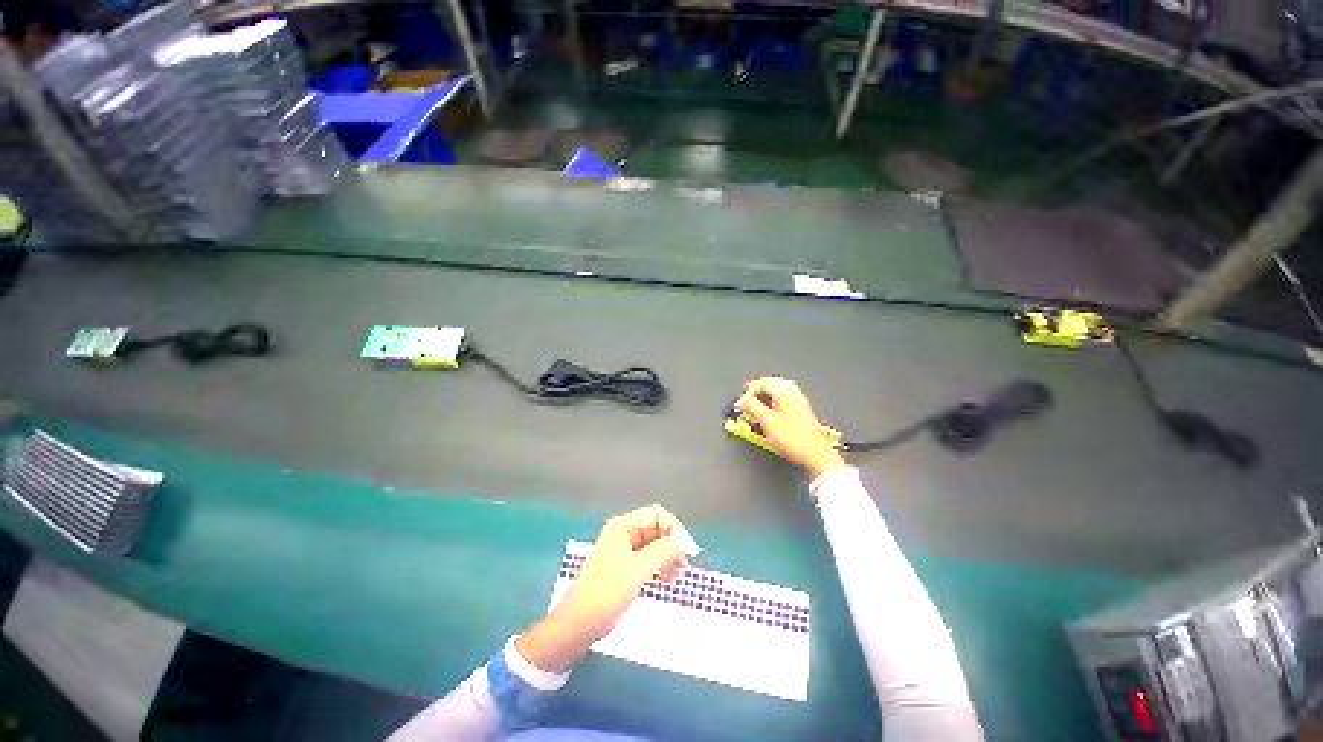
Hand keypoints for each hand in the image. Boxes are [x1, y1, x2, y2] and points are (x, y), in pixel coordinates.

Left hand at [515, 505, 696, 673]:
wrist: (580, 622)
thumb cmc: (607, 591)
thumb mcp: (638, 568)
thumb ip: (664, 551)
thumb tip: (686, 541)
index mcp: (624, 526)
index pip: (657, 515)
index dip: (674, 528)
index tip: (686, 550)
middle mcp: (625, 533)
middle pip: (657, 528)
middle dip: (672, 543)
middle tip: (684, 565)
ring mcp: (625, 551)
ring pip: (655, 544)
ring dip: (668, 556)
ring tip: (677, 575)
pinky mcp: (626, 568)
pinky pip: (649, 558)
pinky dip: (660, 565)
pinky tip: (667, 579)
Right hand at [738, 377, 847, 480]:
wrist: (817, 454)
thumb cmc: (793, 438)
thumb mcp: (767, 421)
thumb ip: (753, 407)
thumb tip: (743, 400)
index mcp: (784, 392)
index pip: (762, 383)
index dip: (748, 393)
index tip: (741, 404)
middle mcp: (793, 393)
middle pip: (772, 382)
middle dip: (757, 388)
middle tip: (747, 395)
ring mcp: (800, 401)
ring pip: (780, 389)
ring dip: (766, 393)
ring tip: (756, 401)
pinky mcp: (803, 411)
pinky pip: (785, 397)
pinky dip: (774, 399)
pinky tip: (771, 408)